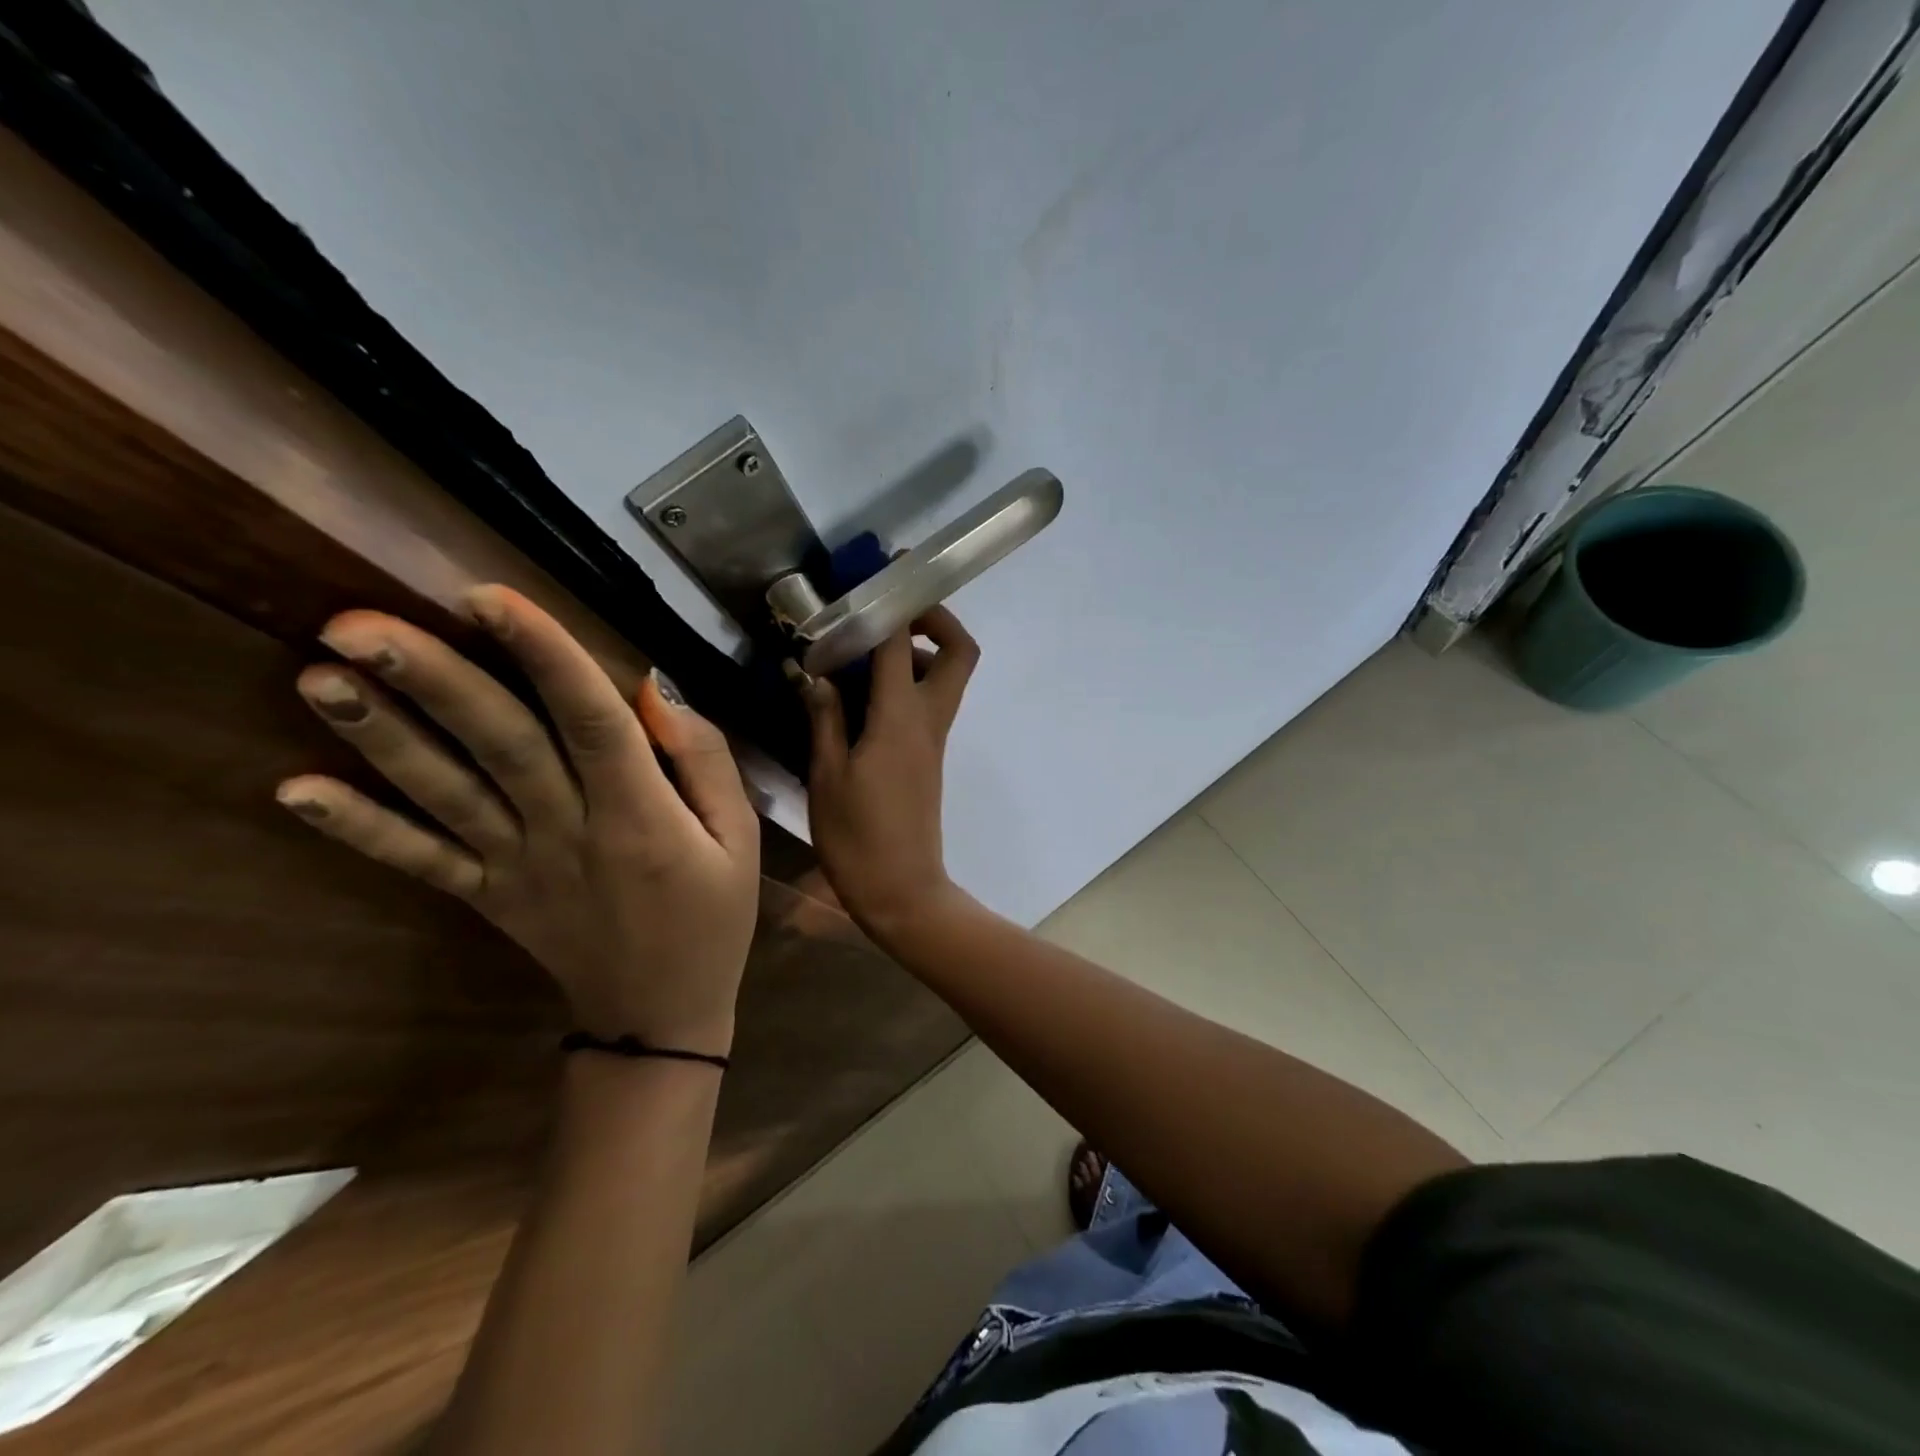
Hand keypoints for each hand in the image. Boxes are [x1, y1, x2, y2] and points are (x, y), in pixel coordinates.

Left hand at [276, 586, 759, 1057]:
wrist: (660, 1015)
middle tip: (356, 623)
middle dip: (435, 681)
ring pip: (447, 793)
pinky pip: (421, 861)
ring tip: (317, 676)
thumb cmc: (712, 917)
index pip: (591, 721)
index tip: (490, 596)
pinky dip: (358, 829)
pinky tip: (294, 791)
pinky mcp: (487, 896)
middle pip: (500, 745)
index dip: (544, 655)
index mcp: (640, 815)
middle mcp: (569, 832)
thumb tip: (656, 694)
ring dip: (382, 737)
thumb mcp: (742, 838)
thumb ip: (706, 762)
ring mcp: (517, 866)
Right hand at [797, 605, 977, 935]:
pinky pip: (928, 701)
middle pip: (959, 651)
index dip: (895, 603)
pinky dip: (906, 681)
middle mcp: (929, 720)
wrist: (903, 891)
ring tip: (862, 653)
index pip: (904, 644)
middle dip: (935, 618)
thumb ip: (825, 719)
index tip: (879, 574)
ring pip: (947, 675)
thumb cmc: (858, 838)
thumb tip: (817, 676)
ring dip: (917, 650)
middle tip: (888, 613)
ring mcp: (934, 738)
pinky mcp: (928, 755)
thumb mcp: (827, 776)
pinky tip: (861, 695)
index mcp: (900, 719)